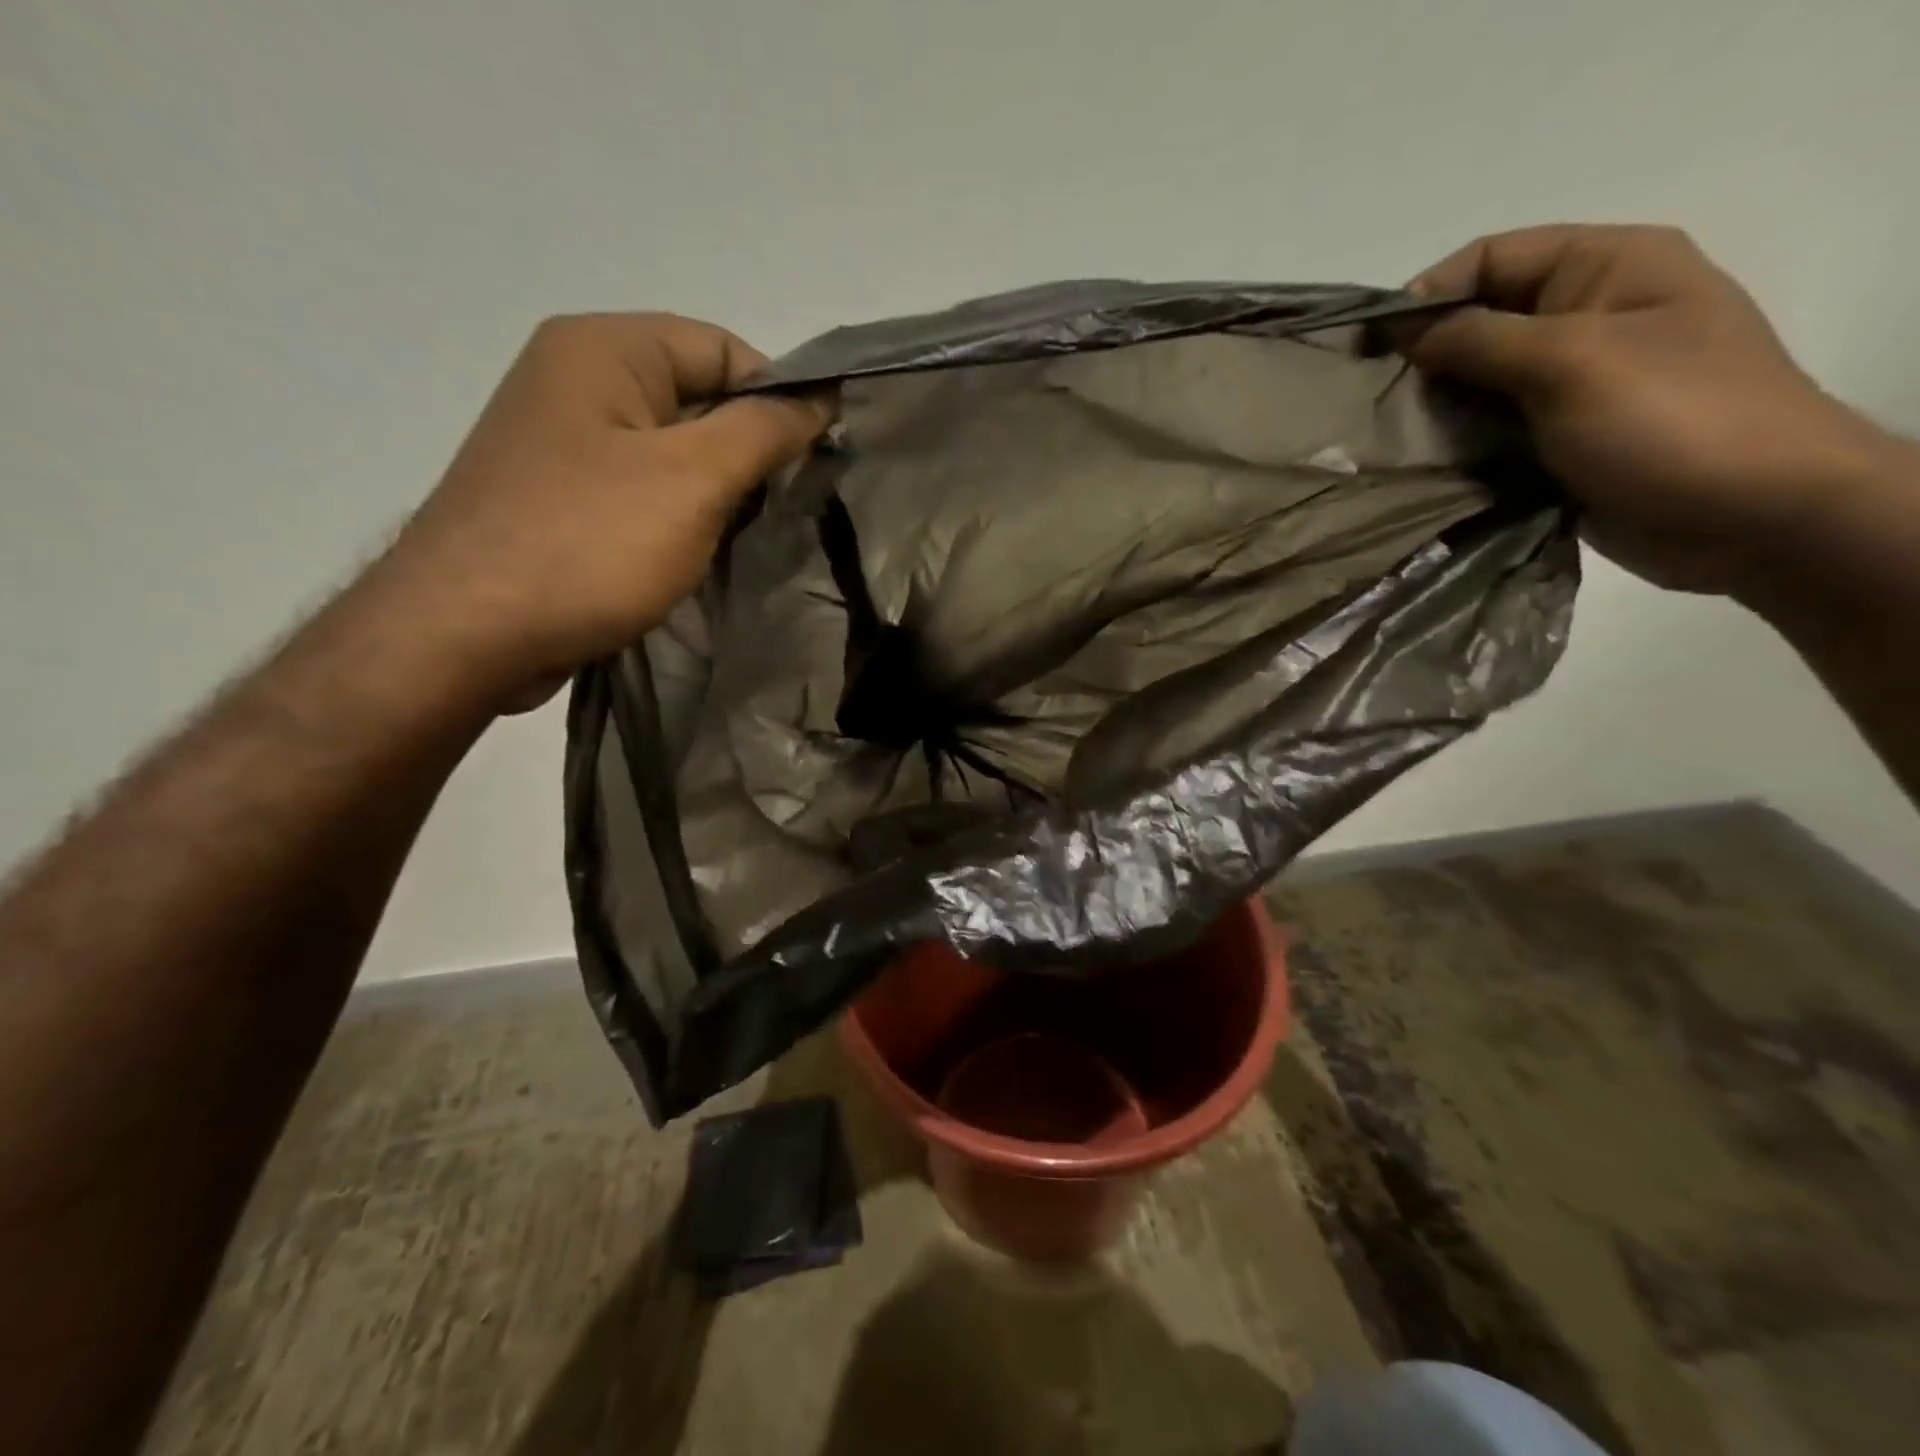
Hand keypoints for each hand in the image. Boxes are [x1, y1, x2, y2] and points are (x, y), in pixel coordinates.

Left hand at [376, 313, 828, 702]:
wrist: (466, 634)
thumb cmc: (587, 544)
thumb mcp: (693, 479)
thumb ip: (764, 430)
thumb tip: (821, 398)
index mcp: (604, 349)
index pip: (724, 349)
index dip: (778, 401)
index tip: (811, 466)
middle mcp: (577, 380)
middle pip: (698, 398)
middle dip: (748, 453)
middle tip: (778, 512)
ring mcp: (563, 442)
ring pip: (674, 451)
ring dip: (717, 493)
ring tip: (737, 540)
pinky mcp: (560, 498)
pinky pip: (642, 490)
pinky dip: (679, 517)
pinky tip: (693, 557)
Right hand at [1399, 224, 1893, 595]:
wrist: (1750, 516)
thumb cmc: (1670, 419)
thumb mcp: (1570, 361)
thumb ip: (1481, 340)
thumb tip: (1405, 331)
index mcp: (1607, 267)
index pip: (1494, 257)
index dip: (1428, 294)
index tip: (1371, 346)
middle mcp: (1587, 315)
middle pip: (1481, 320)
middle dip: (1424, 356)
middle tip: (1372, 401)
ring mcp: (1574, 382)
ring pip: (1479, 381)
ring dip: (1434, 406)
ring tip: (1390, 437)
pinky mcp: (1558, 439)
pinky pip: (1491, 429)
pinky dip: (1455, 443)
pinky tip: (1422, 463)